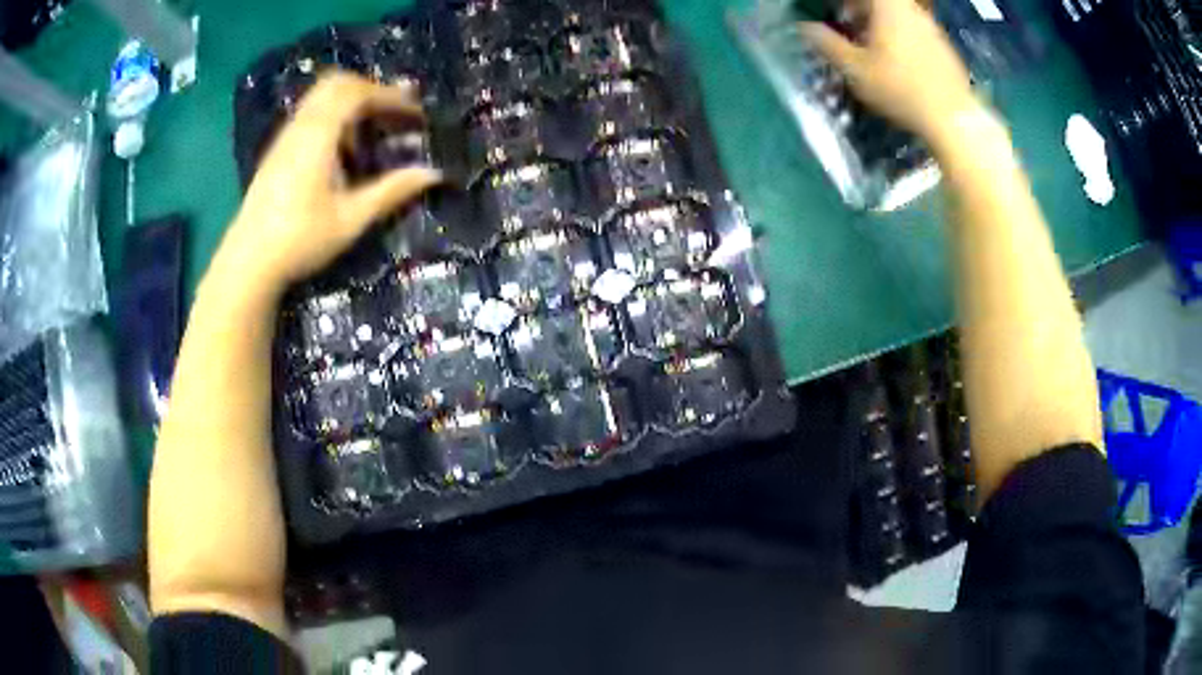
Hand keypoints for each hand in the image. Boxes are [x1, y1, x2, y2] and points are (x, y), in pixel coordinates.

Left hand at [213, 72, 439, 292]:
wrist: (248, 262)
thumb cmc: (300, 240)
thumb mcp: (351, 219)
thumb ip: (391, 191)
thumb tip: (434, 174)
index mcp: (318, 135)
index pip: (358, 93)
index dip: (391, 96)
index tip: (415, 112)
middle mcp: (300, 126)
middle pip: (337, 84)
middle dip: (371, 89)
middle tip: (396, 108)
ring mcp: (285, 137)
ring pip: (320, 97)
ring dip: (351, 102)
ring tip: (373, 127)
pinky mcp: (278, 151)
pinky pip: (309, 114)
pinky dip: (334, 116)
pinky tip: (342, 148)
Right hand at [799, 0, 977, 145]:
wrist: (953, 119)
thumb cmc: (900, 90)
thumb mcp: (855, 69)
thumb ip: (826, 43)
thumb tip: (804, 27)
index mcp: (888, 6)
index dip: (843, 5)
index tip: (831, 14)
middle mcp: (911, 9)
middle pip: (880, 3)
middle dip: (859, 11)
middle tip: (846, 27)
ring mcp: (930, 26)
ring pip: (897, 14)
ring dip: (879, 23)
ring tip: (869, 46)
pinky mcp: (943, 46)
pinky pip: (913, 29)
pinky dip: (898, 35)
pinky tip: (896, 60)